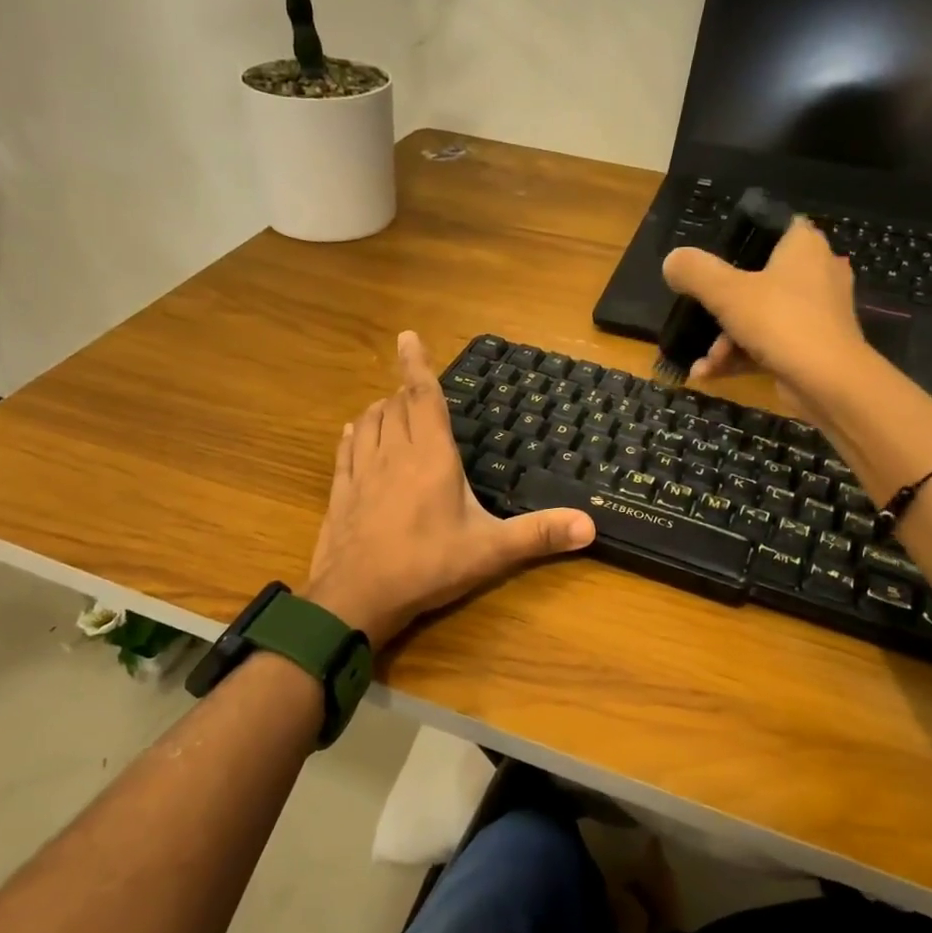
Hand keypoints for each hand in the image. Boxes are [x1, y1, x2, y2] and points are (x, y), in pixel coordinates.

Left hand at [303, 332, 596, 647]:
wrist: (357, 596)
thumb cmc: (428, 566)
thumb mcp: (490, 551)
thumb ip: (539, 534)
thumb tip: (591, 525)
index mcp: (431, 456)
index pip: (424, 397)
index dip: (417, 365)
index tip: (408, 336)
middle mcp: (394, 453)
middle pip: (396, 406)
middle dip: (405, 390)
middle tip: (416, 387)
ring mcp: (362, 471)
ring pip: (368, 422)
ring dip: (380, 409)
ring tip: (390, 405)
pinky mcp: (341, 491)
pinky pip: (345, 449)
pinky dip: (354, 434)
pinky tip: (354, 432)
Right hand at [661, 216, 871, 413]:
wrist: (828, 383)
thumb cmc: (780, 322)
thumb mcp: (726, 292)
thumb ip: (695, 272)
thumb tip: (672, 260)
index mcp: (803, 246)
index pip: (772, 226)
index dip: (740, 239)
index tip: (710, 260)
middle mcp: (816, 272)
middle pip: (758, 277)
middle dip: (721, 306)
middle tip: (697, 317)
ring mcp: (816, 313)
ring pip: (760, 316)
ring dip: (725, 339)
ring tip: (704, 362)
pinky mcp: (812, 346)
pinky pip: (768, 344)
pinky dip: (740, 357)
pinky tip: (708, 374)